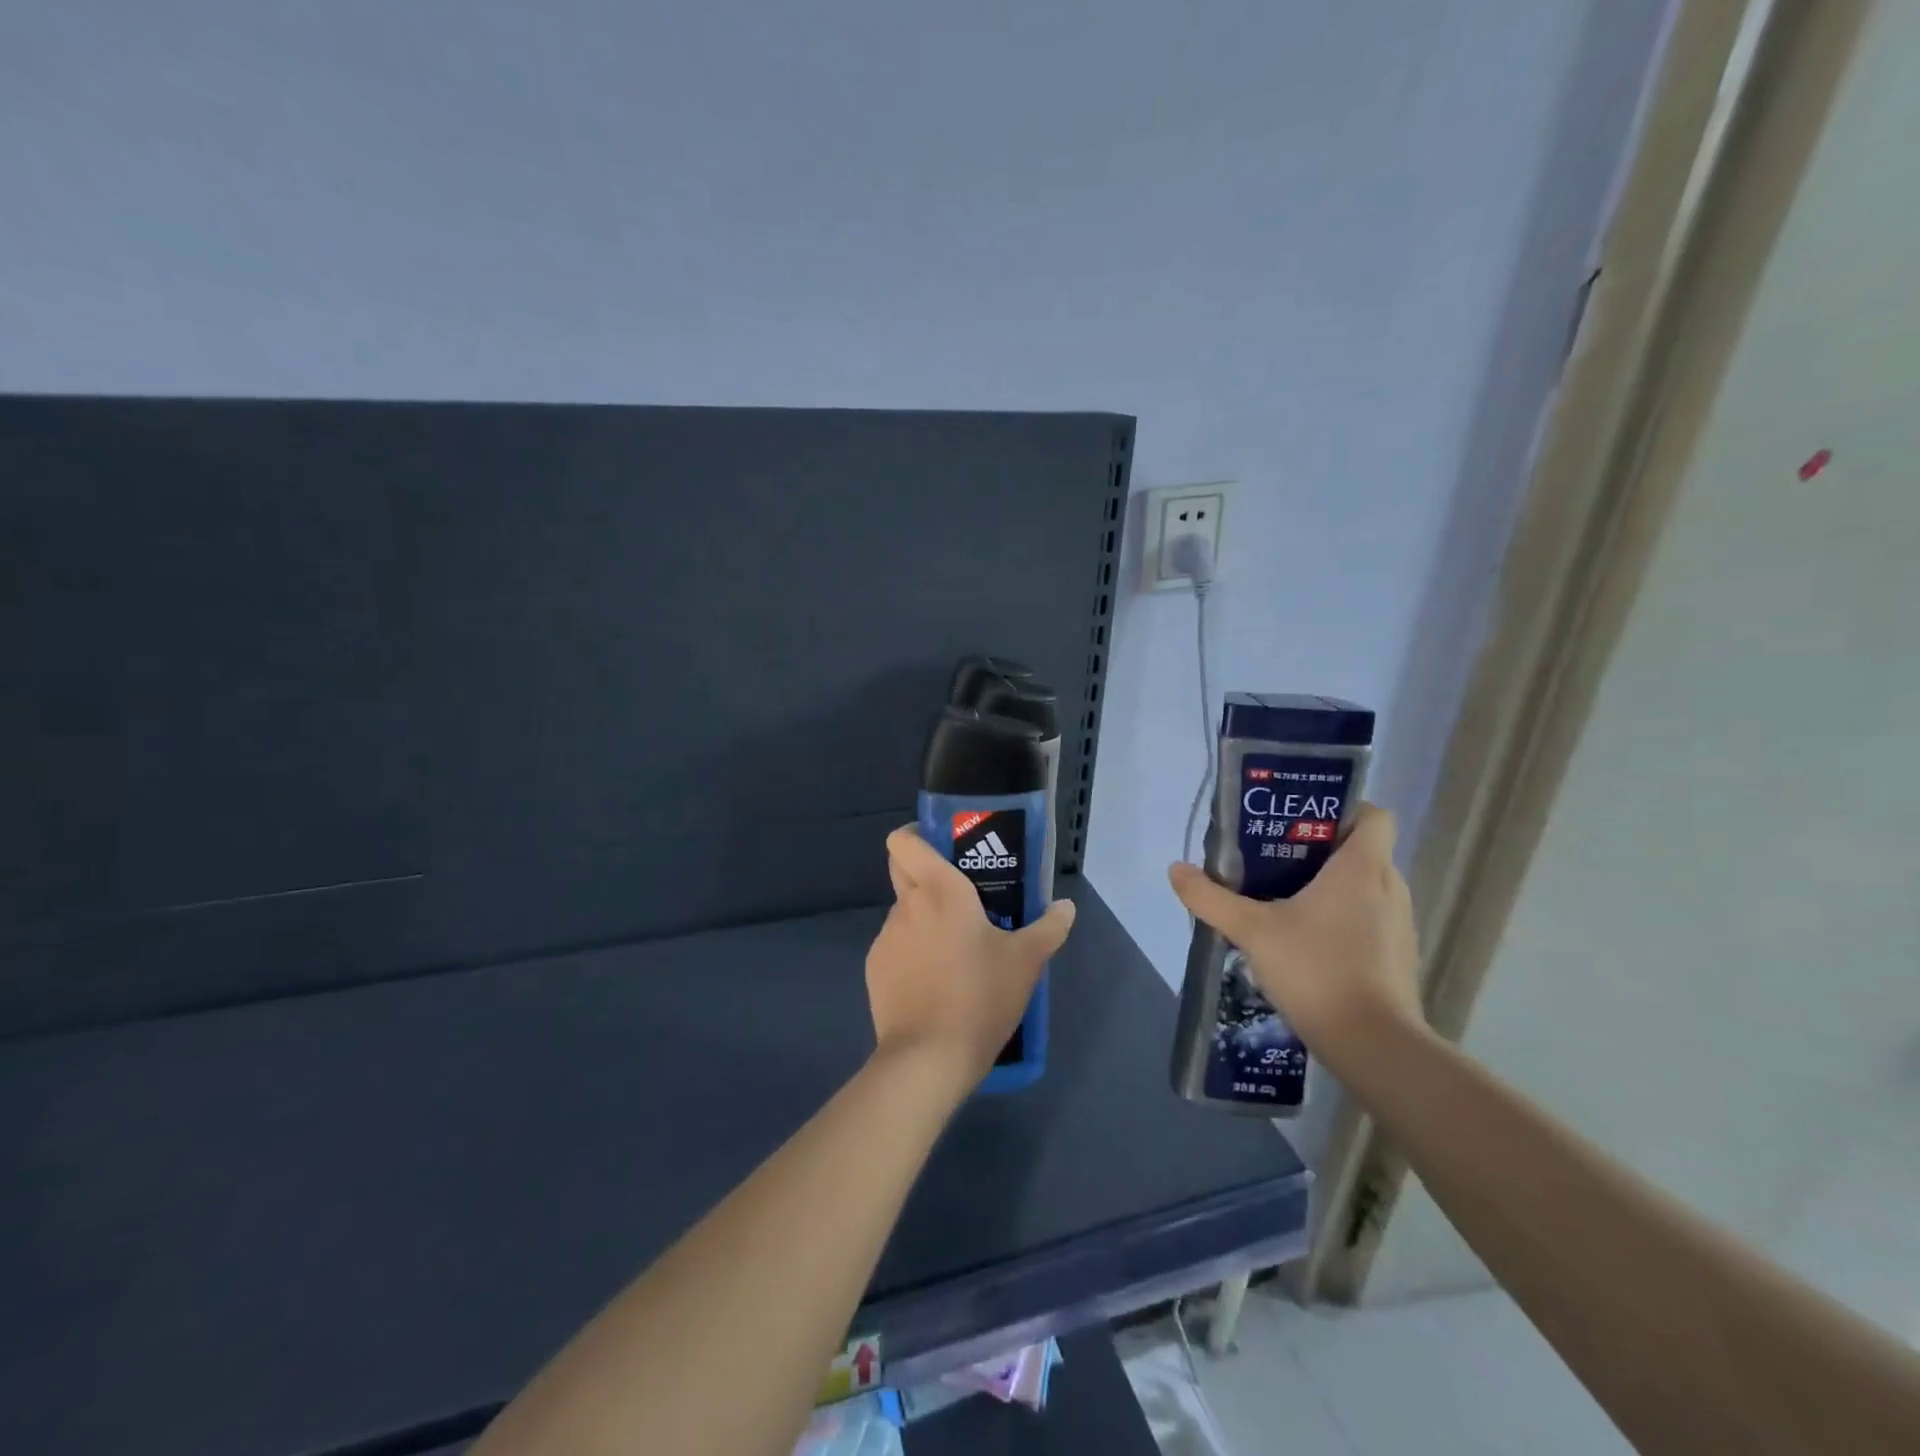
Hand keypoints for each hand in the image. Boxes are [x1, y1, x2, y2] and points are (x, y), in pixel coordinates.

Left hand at [865, 825, 1076, 1087]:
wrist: (928, 1058)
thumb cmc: (981, 997)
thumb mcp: (1026, 962)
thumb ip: (1049, 928)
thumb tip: (1066, 907)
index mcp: (940, 890)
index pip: (904, 841)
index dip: (916, 835)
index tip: (941, 845)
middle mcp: (906, 906)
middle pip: (902, 869)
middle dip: (923, 871)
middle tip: (960, 891)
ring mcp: (886, 938)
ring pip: (903, 911)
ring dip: (923, 917)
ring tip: (955, 948)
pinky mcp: (874, 969)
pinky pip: (896, 945)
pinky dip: (912, 950)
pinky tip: (936, 980)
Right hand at [1168, 804, 1423, 1064]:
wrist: (1374, 1047)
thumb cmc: (1317, 970)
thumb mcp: (1252, 931)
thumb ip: (1211, 898)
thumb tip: (1176, 869)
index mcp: (1361, 868)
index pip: (1373, 814)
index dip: (1340, 810)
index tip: (1300, 823)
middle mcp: (1389, 887)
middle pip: (1362, 849)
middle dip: (1320, 849)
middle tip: (1274, 858)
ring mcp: (1399, 924)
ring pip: (1366, 886)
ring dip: (1331, 886)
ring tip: (1284, 900)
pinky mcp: (1398, 956)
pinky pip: (1370, 918)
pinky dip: (1343, 918)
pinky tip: (1306, 941)